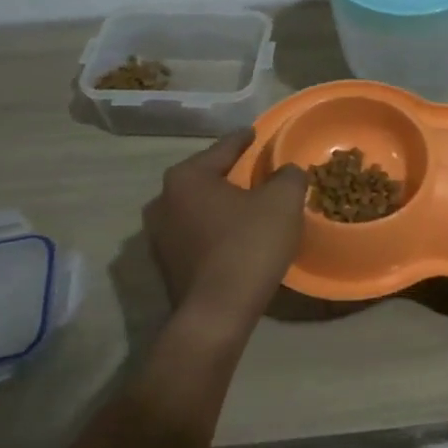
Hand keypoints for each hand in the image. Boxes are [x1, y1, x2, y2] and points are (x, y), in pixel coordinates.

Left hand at [142, 129, 307, 334]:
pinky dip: (215, 229)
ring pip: (199, 207)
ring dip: (223, 205)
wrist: (216, 313)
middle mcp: (163, 200)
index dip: (246, 139)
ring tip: (250, 206)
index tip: (258, 133)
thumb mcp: (283, 201)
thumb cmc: (248, 246)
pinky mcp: (165, 264)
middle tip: (259, 173)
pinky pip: (196, 233)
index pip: (224, 148)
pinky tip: (237, 237)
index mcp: (187, 177)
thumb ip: (288, 176)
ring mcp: (158, 235)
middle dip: (233, 174)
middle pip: (208, 177)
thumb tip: (286, 172)